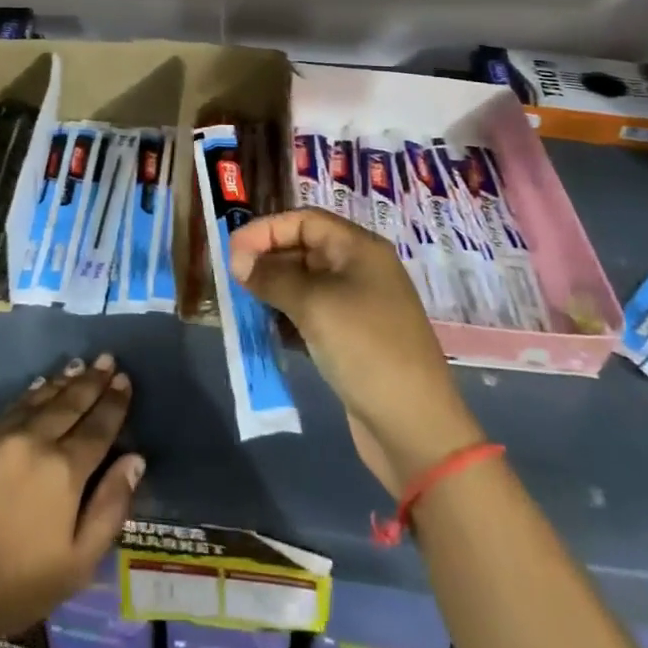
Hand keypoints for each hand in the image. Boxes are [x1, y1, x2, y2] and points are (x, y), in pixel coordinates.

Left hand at [0, 354, 145, 641]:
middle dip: (91, 381)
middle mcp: (34, 441)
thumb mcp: (78, 563)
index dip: (114, 402)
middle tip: (106, 359)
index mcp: (64, 471)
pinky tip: (40, 386)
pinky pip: (10, 407)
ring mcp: (0, 436)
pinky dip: (30, 393)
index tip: (124, 379)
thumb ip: (110, 507)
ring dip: (63, 381)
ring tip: (80, 365)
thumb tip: (135, 459)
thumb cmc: (17, 586)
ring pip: (40, 399)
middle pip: (70, 404)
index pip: (98, 427)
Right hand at [229, 210, 481, 495]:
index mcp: (360, 249)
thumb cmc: (365, 348)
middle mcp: (361, 270)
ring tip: (244, 303)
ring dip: (274, 289)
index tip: (232, 250)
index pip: (305, 221)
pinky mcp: (353, 339)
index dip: (266, 230)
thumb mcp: (314, 305)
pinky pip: (312, 314)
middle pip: (304, 248)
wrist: (415, 426)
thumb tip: (236, 260)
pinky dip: (287, 316)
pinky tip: (267, 330)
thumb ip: (271, 277)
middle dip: (267, 259)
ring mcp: (359, 306)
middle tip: (233, 279)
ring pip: (305, 283)